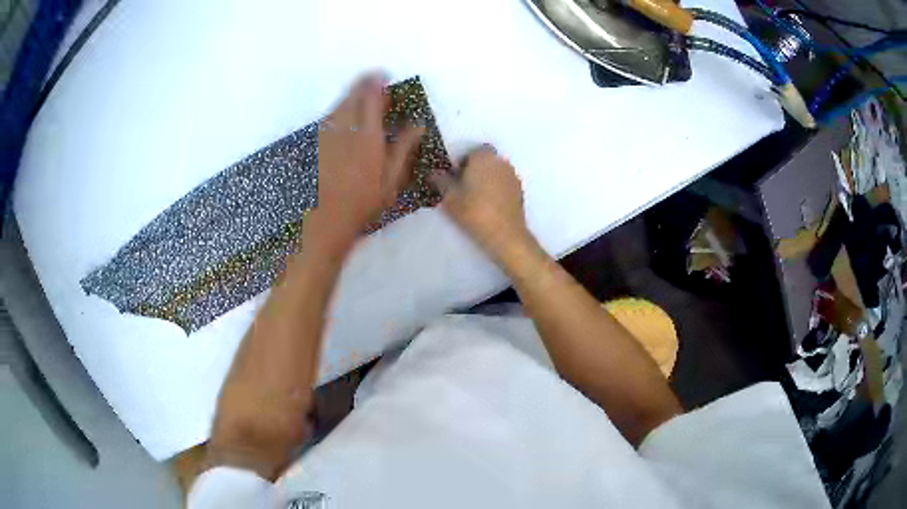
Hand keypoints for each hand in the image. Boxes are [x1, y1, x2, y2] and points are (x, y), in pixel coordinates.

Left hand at [314, 72, 424, 247]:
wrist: (324, 219)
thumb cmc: (363, 202)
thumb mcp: (391, 179)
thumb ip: (404, 148)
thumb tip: (418, 125)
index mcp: (368, 134)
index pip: (372, 98)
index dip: (377, 83)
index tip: (384, 75)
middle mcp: (345, 128)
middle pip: (352, 96)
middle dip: (363, 84)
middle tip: (373, 82)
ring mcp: (326, 135)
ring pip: (338, 105)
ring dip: (349, 96)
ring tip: (359, 97)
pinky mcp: (315, 144)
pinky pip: (327, 118)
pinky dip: (337, 112)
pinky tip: (342, 118)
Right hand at [431, 146, 531, 259]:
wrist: (504, 234)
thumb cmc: (474, 211)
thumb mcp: (449, 197)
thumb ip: (440, 181)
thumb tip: (433, 174)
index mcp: (483, 156)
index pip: (470, 152)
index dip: (462, 164)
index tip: (455, 179)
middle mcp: (500, 161)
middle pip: (484, 161)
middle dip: (475, 171)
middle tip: (464, 189)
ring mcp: (512, 176)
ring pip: (495, 172)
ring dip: (486, 180)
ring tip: (476, 199)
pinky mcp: (520, 191)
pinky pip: (504, 184)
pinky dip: (497, 190)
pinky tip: (489, 206)